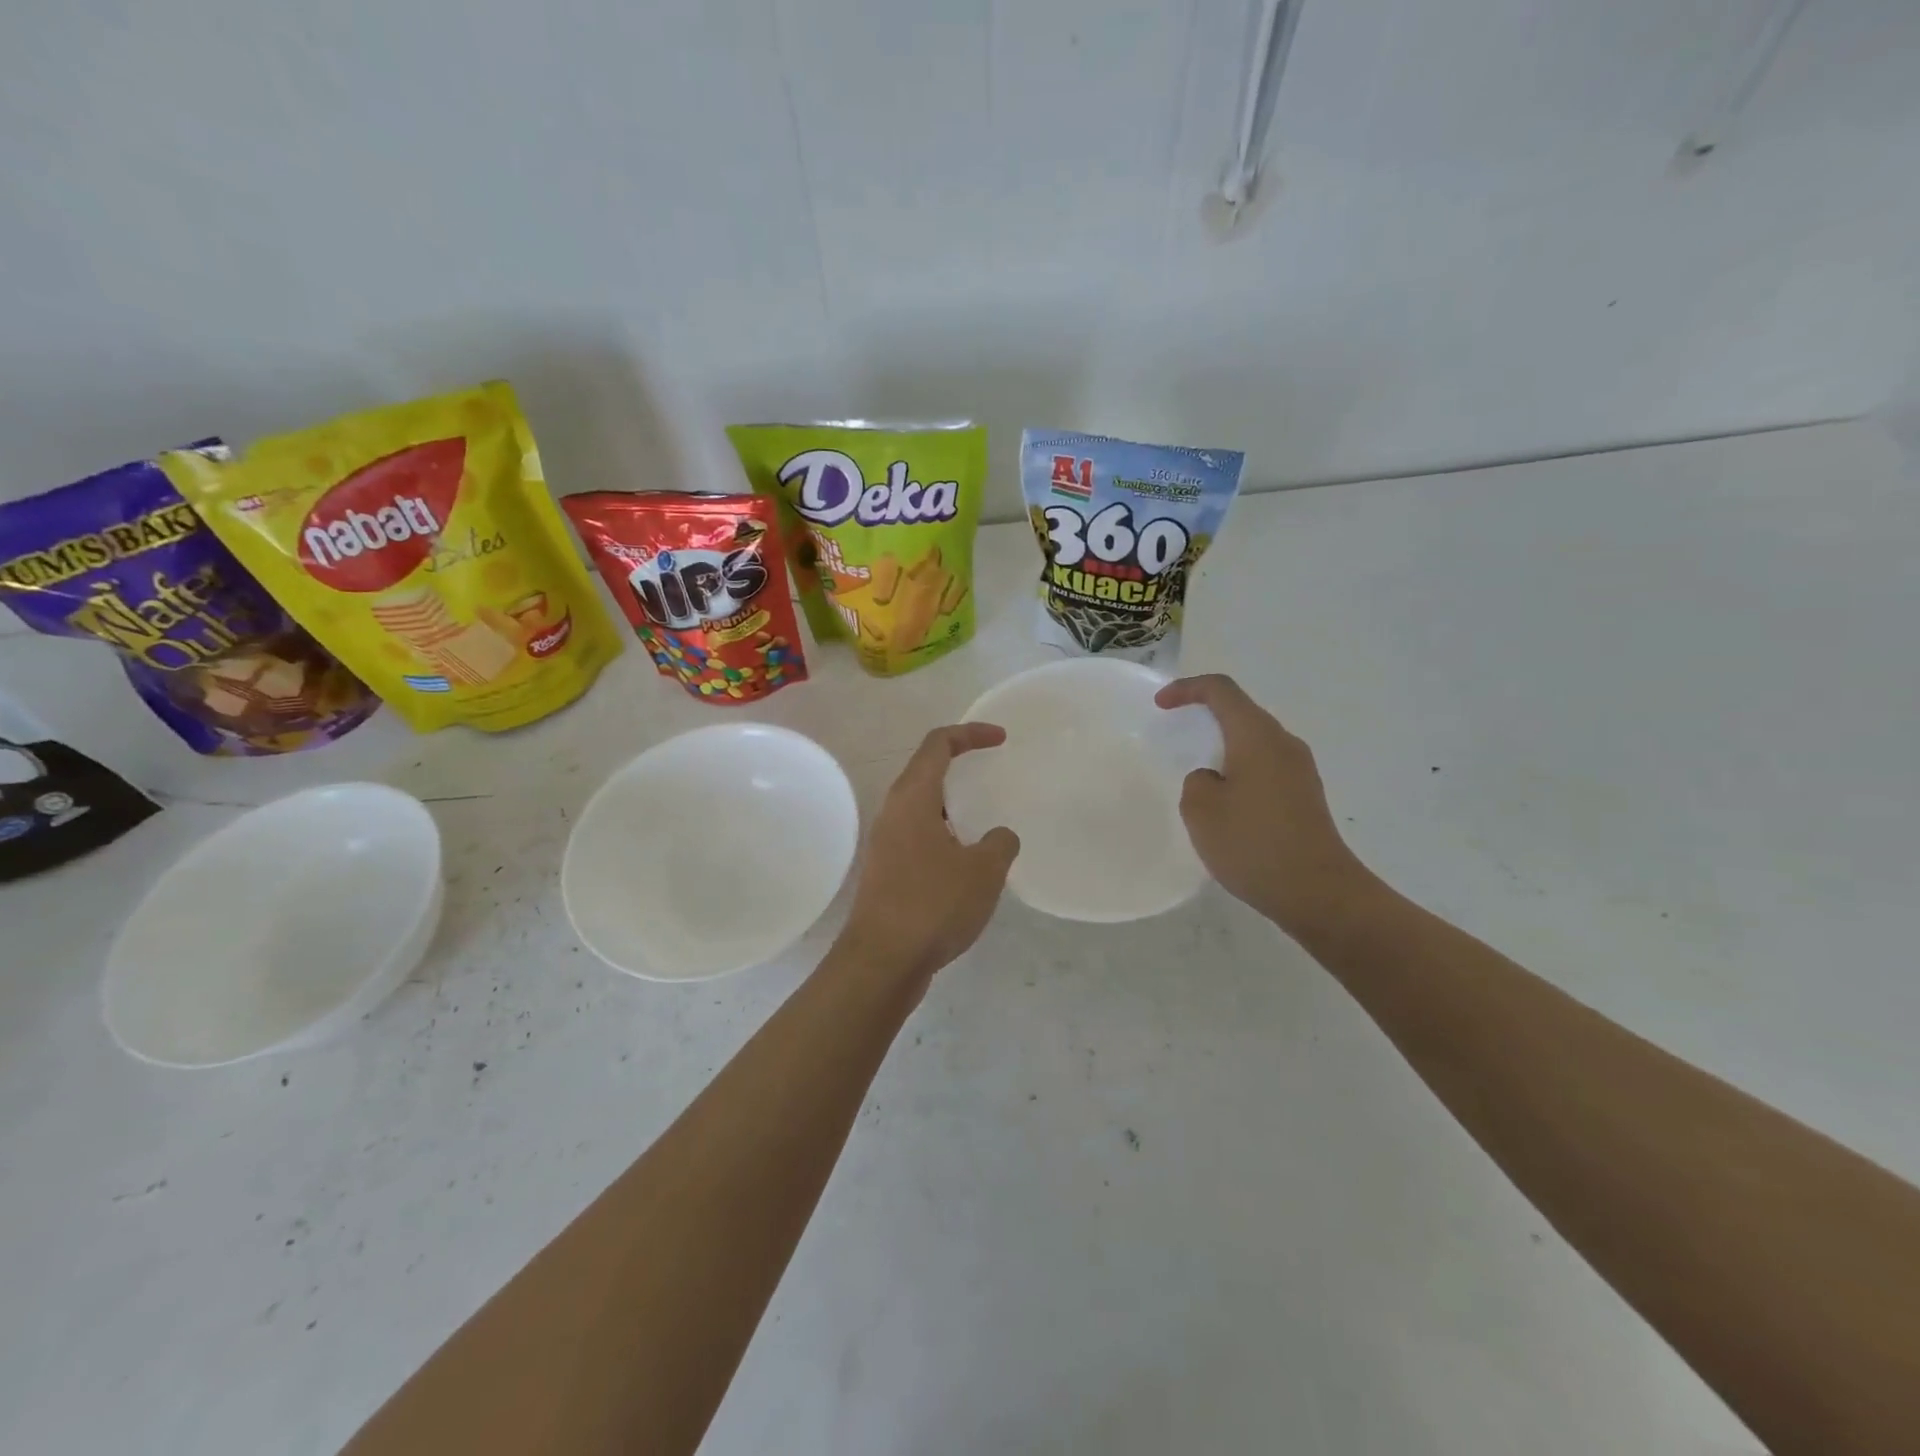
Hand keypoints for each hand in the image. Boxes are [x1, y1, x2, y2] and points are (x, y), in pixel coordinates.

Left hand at [838, 724, 1020, 982]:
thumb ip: (1000, 844)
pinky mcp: (887, 872)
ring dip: (953, 806)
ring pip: (922, 808)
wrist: (882, 962)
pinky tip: (967, 864)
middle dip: (960, 765)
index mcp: (912, 798)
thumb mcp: (983, 871)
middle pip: (925, 771)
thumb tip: (998, 837)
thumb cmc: (933, 904)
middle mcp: (893, 813)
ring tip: (985, 821)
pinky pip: (920, 837)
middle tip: (992, 773)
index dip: (970, 733)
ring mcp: (886, 844)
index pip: (938, 744)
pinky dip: (946, 835)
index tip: (1001, 739)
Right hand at [1155, 674, 1375, 937]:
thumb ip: (1197, 782)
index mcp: (1257, 736)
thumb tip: (1213, 779)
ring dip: (1224, 746)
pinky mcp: (1306, 796)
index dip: (1187, 689)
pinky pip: (1266, 766)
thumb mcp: (1201, 810)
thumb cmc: (1253, 844)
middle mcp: (1284, 744)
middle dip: (1206, 716)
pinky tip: (1226, 803)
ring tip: (1198, 772)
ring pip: (1255, 741)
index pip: (1221, 691)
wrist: (1318, 892)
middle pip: (1242, 712)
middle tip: (1176, 733)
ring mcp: (1300, 770)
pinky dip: (1240, 770)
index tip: (1161, 705)